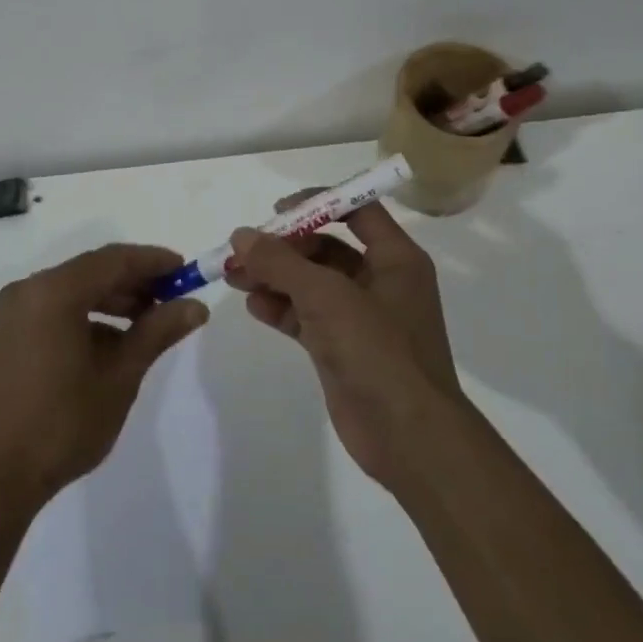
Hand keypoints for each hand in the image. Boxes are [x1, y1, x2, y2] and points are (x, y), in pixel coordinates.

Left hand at [0, 244, 207, 513]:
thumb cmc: (64, 423)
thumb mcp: (120, 375)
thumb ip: (158, 331)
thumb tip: (196, 306)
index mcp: (53, 292)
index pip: (113, 260)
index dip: (154, 262)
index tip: (187, 271)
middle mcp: (30, 290)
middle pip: (93, 271)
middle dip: (136, 281)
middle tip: (175, 298)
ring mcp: (16, 311)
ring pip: (77, 289)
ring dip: (115, 299)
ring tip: (152, 321)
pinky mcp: (11, 332)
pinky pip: (59, 308)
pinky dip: (90, 315)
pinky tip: (117, 341)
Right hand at [225, 198, 462, 489]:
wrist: (408, 437)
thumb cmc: (378, 351)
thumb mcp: (327, 296)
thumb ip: (281, 262)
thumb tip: (242, 235)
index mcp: (395, 259)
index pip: (357, 211)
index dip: (318, 204)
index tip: (278, 211)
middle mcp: (381, 281)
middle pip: (327, 247)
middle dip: (284, 246)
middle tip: (244, 250)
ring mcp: (360, 317)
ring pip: (311, 283)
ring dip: (274, 276)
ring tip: (234, 275)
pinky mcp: (342, 348)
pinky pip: (306, 316)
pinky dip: (281, 308)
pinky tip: (253, 305)